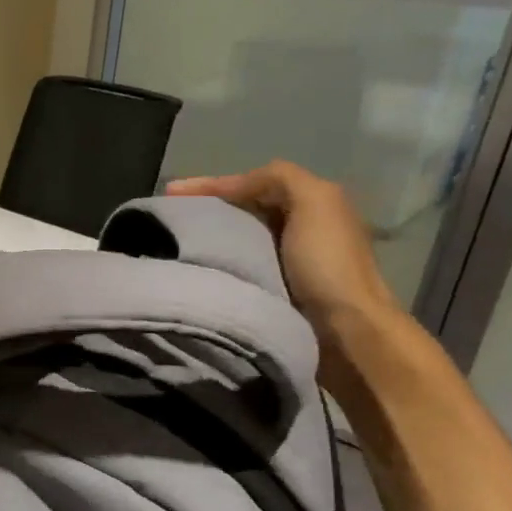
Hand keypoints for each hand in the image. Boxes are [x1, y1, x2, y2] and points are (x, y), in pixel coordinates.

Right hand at [167, 161, 410, 379]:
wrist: (344, 332)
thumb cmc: (327, 263)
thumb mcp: (314, 201)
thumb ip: (280, 178)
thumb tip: (235, 185)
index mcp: (310, 203)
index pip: (252, 184)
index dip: (212, 184)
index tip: (169, 193)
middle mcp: (298, 228)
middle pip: (242, 209)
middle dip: (206, 208)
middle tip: (167, 216)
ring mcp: (285, 262)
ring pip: (237, 237)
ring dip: (207, 236)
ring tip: (171, 241)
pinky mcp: (273, 291)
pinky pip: (236, 266)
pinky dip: (215, 262)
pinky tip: (194, 266)